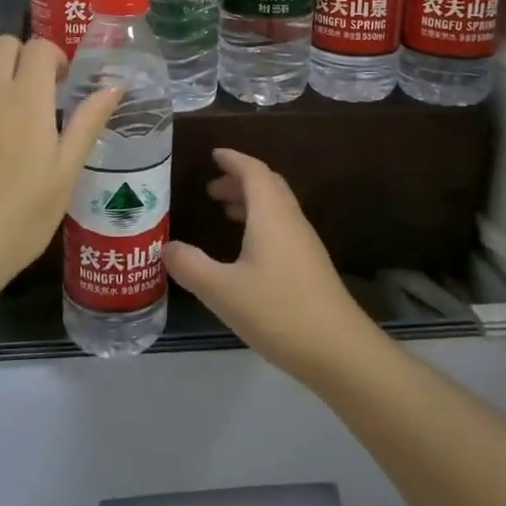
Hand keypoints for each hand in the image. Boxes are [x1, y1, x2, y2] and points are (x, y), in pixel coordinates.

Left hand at [0, 36, 118, 292]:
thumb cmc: (20, 217)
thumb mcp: (65, 174)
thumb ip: (87, 123)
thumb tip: (114, 86)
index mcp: (26, 98)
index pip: (38, 47)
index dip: (53, 57)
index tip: (62, 83)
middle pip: (1, 46)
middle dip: (21, 58)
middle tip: (35, 96)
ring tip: (4, 130)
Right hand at [163, 149, 381, 383]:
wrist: (339, 351)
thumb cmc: (278, 311)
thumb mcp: (223, 290)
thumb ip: (190, 266)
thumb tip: (167, 247)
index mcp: (271, 214)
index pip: (253, 171)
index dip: (233, 159)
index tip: (213, 154)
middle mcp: (291, 220)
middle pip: (267, 185)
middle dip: (239, 180)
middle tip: (211, 190)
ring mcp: (305, 243)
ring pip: (276, 207)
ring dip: (250, 202)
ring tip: (223, 212)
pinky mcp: (311, 266)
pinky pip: (282, 227)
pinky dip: (260, 223)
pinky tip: (246, 251)